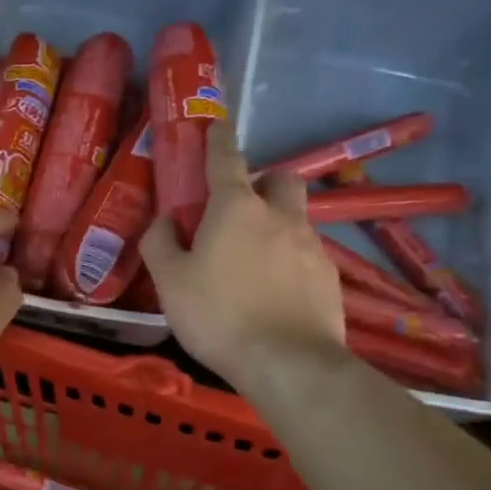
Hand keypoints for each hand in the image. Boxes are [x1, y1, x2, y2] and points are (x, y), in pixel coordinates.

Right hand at [140, 122, 343, 387]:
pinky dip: (289, 263)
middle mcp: (280, 217)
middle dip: (264, 183)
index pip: (226, 158)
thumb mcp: (170, 282)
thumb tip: (165, 221)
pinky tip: (275, 295)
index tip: (217, 125)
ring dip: (275, 228)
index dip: (219, 139)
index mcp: (236, 209)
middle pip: (281, 179)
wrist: (289, 364)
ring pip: (295, 220)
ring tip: (252, 267)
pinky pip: (306, 256)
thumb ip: (160, 244)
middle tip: (240, 211)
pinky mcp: (330, 278)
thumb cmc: (219, 316)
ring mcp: (312, 246)